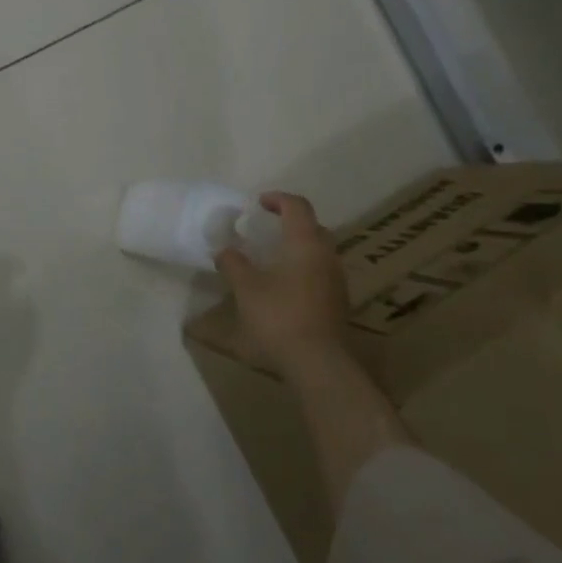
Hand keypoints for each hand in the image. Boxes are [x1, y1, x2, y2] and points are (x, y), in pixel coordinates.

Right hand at [217, 191, 409, 497]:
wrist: (318, 363)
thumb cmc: (279, 316)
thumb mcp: (246, 288)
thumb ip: (233, 264)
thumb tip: (223, 249)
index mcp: (306, 243)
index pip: (297, 207)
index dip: (278, 199)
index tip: (259, 203)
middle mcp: (327, 256)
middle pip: (314, 227)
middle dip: (292, 223)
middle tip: (268, 229)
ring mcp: (337, 281)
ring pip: (320, 252)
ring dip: (299, 248)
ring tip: (274, 259)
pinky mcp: (338, 303)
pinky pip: (321, 273)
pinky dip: (304, 269)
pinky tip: (286, 287)